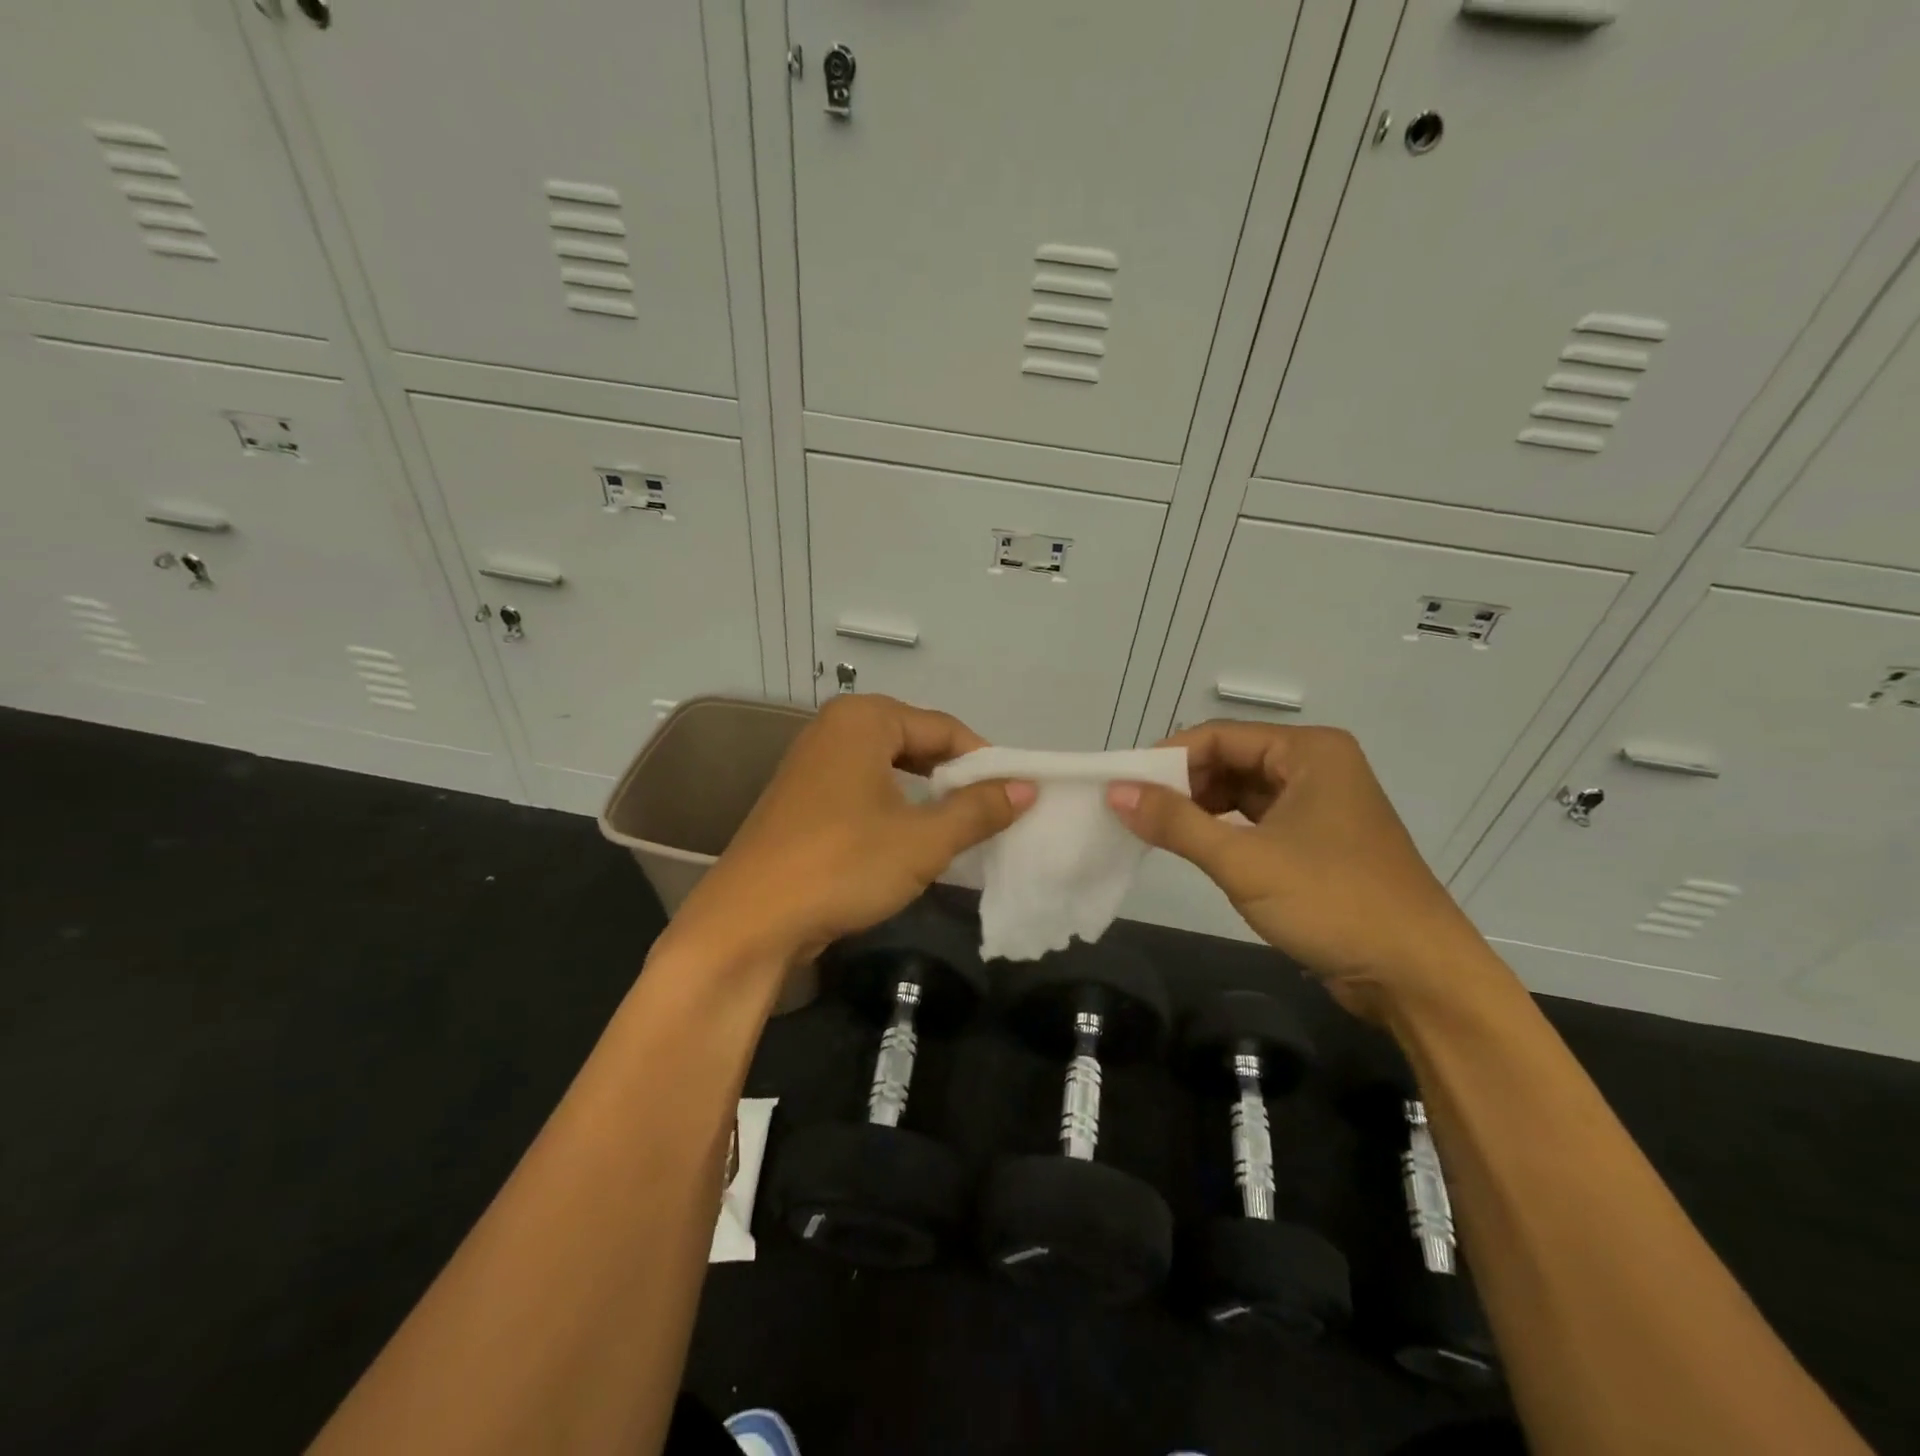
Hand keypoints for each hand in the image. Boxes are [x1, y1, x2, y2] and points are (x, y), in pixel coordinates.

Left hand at [668, 695, 1033, 968]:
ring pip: (890, 770)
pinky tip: (912, 841)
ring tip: (959, 830)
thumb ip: (978, 809)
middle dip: (955, 779)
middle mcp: (835, 729)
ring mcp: (813, 764)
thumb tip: (1027, 787)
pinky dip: (895, 809)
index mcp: (863, 720)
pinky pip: (864, 790)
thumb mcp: (923, 840)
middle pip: (916, 743)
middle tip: (991, 815)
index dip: (985, 762)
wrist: (749, 923)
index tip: (1016, 796)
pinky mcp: (802, 800)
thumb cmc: (842, 866)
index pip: (945, 728)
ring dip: (927, 797)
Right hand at [1107, 721, 1497, 1019]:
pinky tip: (1198, 848)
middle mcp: (1318, 767)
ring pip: (1243, 791)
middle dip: (1183, 784)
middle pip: (1231, 759)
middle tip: (1137, 812)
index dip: (1168, 758)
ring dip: (1201, 808)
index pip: (1220, 736)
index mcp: (1310, 752)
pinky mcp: (1320, 840)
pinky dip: (1225, 829)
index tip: (1124, 786)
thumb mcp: (1244, 861)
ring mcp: (1321, 804)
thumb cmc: (1333, 903)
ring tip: (1159, 831)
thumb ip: (1176, 822)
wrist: (1418, 976)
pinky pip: (1259, 819)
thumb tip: (1116, 792)